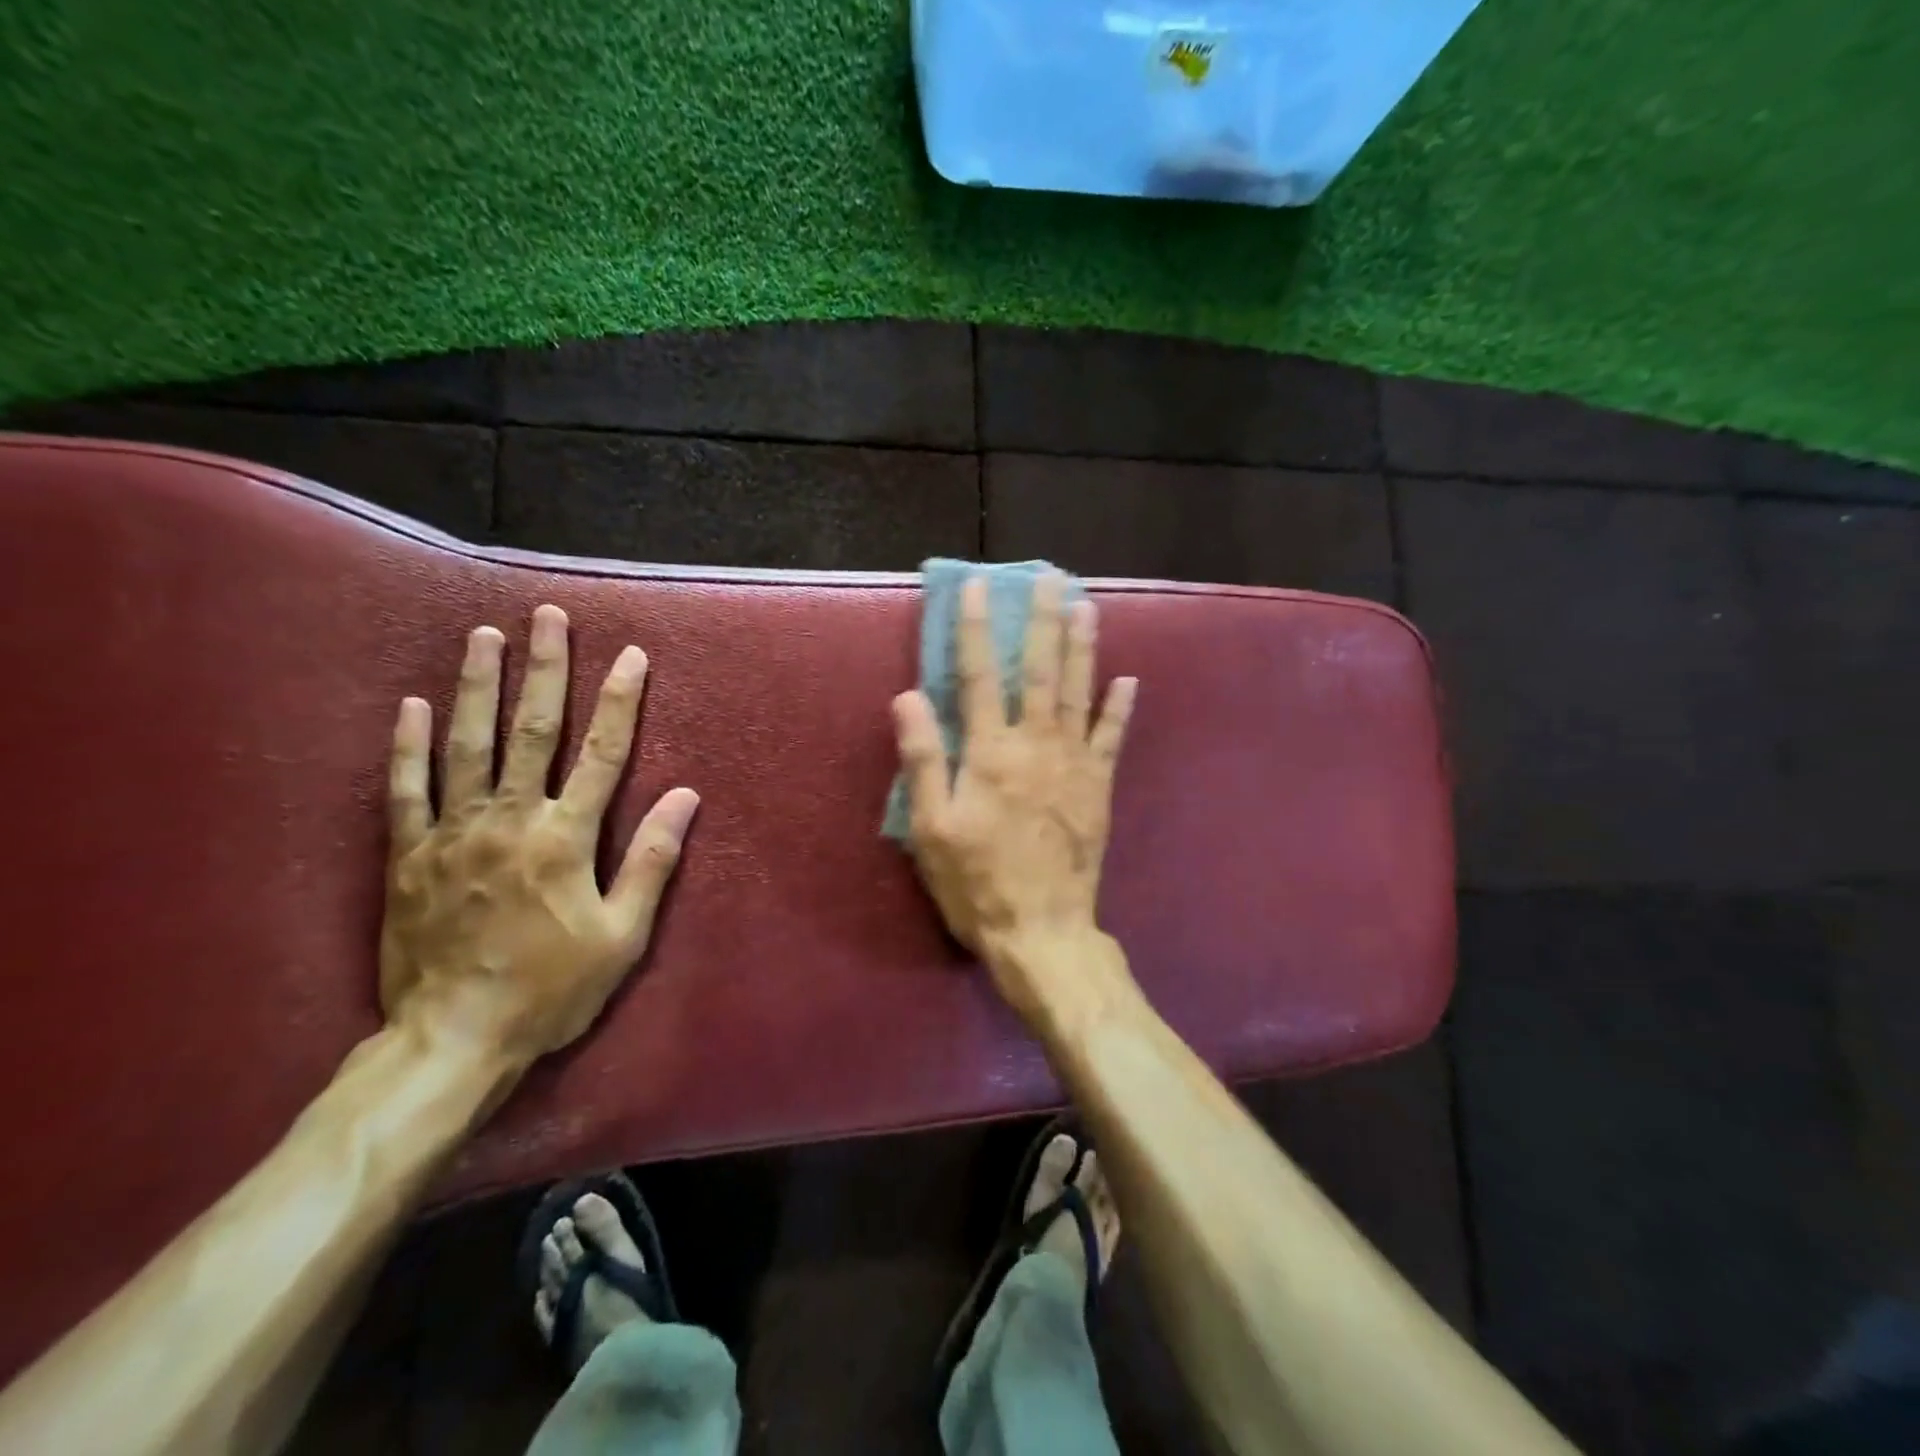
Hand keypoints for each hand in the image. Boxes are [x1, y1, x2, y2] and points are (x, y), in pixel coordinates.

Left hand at [381, 604, 698, 1064]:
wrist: (452, 1040)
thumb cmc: (552, 988)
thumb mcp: (623, 935)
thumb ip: (652, 860)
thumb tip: (686, 796)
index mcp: (566, 838)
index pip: (603, 754)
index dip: (620, 702)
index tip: (632, 657)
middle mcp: (510, 820)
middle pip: (531, 731)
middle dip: (544, 669)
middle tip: (547, 617)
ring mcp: (453, 833)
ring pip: (467, 745)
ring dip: (479, 686)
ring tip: (484, 636)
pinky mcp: (408, 856)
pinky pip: (405, 790)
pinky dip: (408, 745)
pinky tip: (413, 705)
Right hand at [892, 573, 1136, 1015]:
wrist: (1042, 930)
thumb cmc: (977, 882)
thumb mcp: (932, 828)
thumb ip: (924, 759)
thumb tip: (909, 696)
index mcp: (990, 753)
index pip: (977, 676)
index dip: (976, 629)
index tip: (978, 587)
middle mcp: (1035, 745)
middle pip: (1038, 671)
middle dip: (1042, 620)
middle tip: (1051, 577)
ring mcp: (1074, 764)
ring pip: (1078, 692)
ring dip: (1082, 647)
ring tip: (1086, 606)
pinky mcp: (1098, 787)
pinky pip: (1112, 739)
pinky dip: (1120, 708)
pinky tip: (1129, 680)